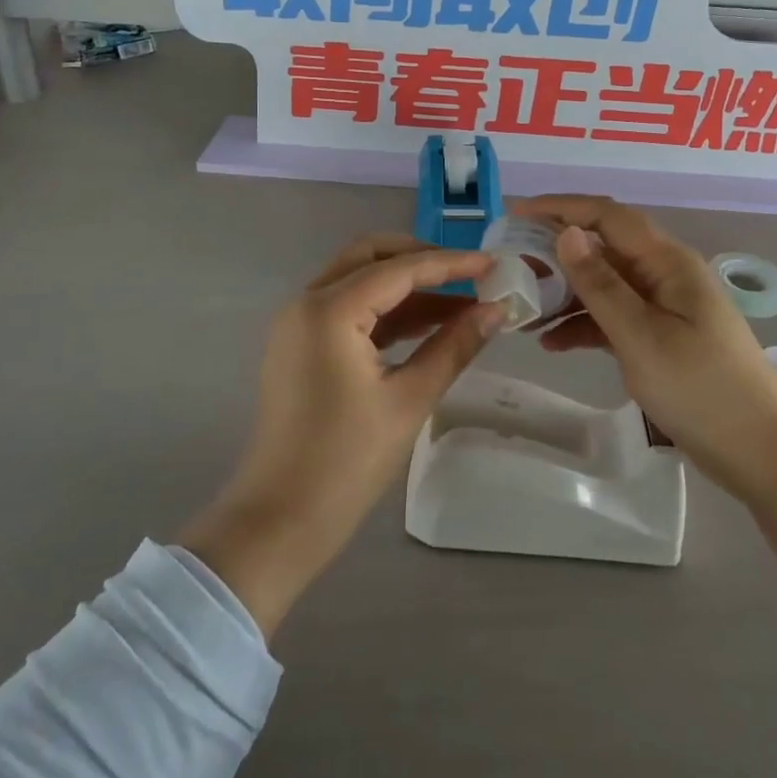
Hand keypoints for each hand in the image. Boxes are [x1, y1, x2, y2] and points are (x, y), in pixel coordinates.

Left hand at [180, 234, 504, 636]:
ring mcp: (299, 323)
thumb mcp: (409, 400)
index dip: (450, 264)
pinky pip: (348, 309)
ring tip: (461, 302)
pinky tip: (428, 325)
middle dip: (422, 260)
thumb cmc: (346, 463)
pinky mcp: (300, 345)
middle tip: (469, 276)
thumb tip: (497, 310)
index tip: (493, 265)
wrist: (279, 522)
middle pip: (370, 256)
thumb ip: (454, 346)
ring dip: (406, 285)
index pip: (398, 268)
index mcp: (328, 310)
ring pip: (358, 279)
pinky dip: (386, 310)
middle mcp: (306, 302)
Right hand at [517, 196, 776, 504]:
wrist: (764, 453)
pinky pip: (615, 316)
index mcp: (667, 262)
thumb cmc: (703, 390)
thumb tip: (567, 232)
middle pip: (604, 246)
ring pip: (606, 284)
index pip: (608, 215)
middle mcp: (665, 274)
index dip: (561, 207)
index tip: (515, 214)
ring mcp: (665, 307)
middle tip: (512, 265)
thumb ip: (600, 285)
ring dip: (566, 291)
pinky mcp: (662, 337)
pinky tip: (553, 342)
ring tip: (524, 307)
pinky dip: (584, 323)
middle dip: (557, 250)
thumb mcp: (642, 337)